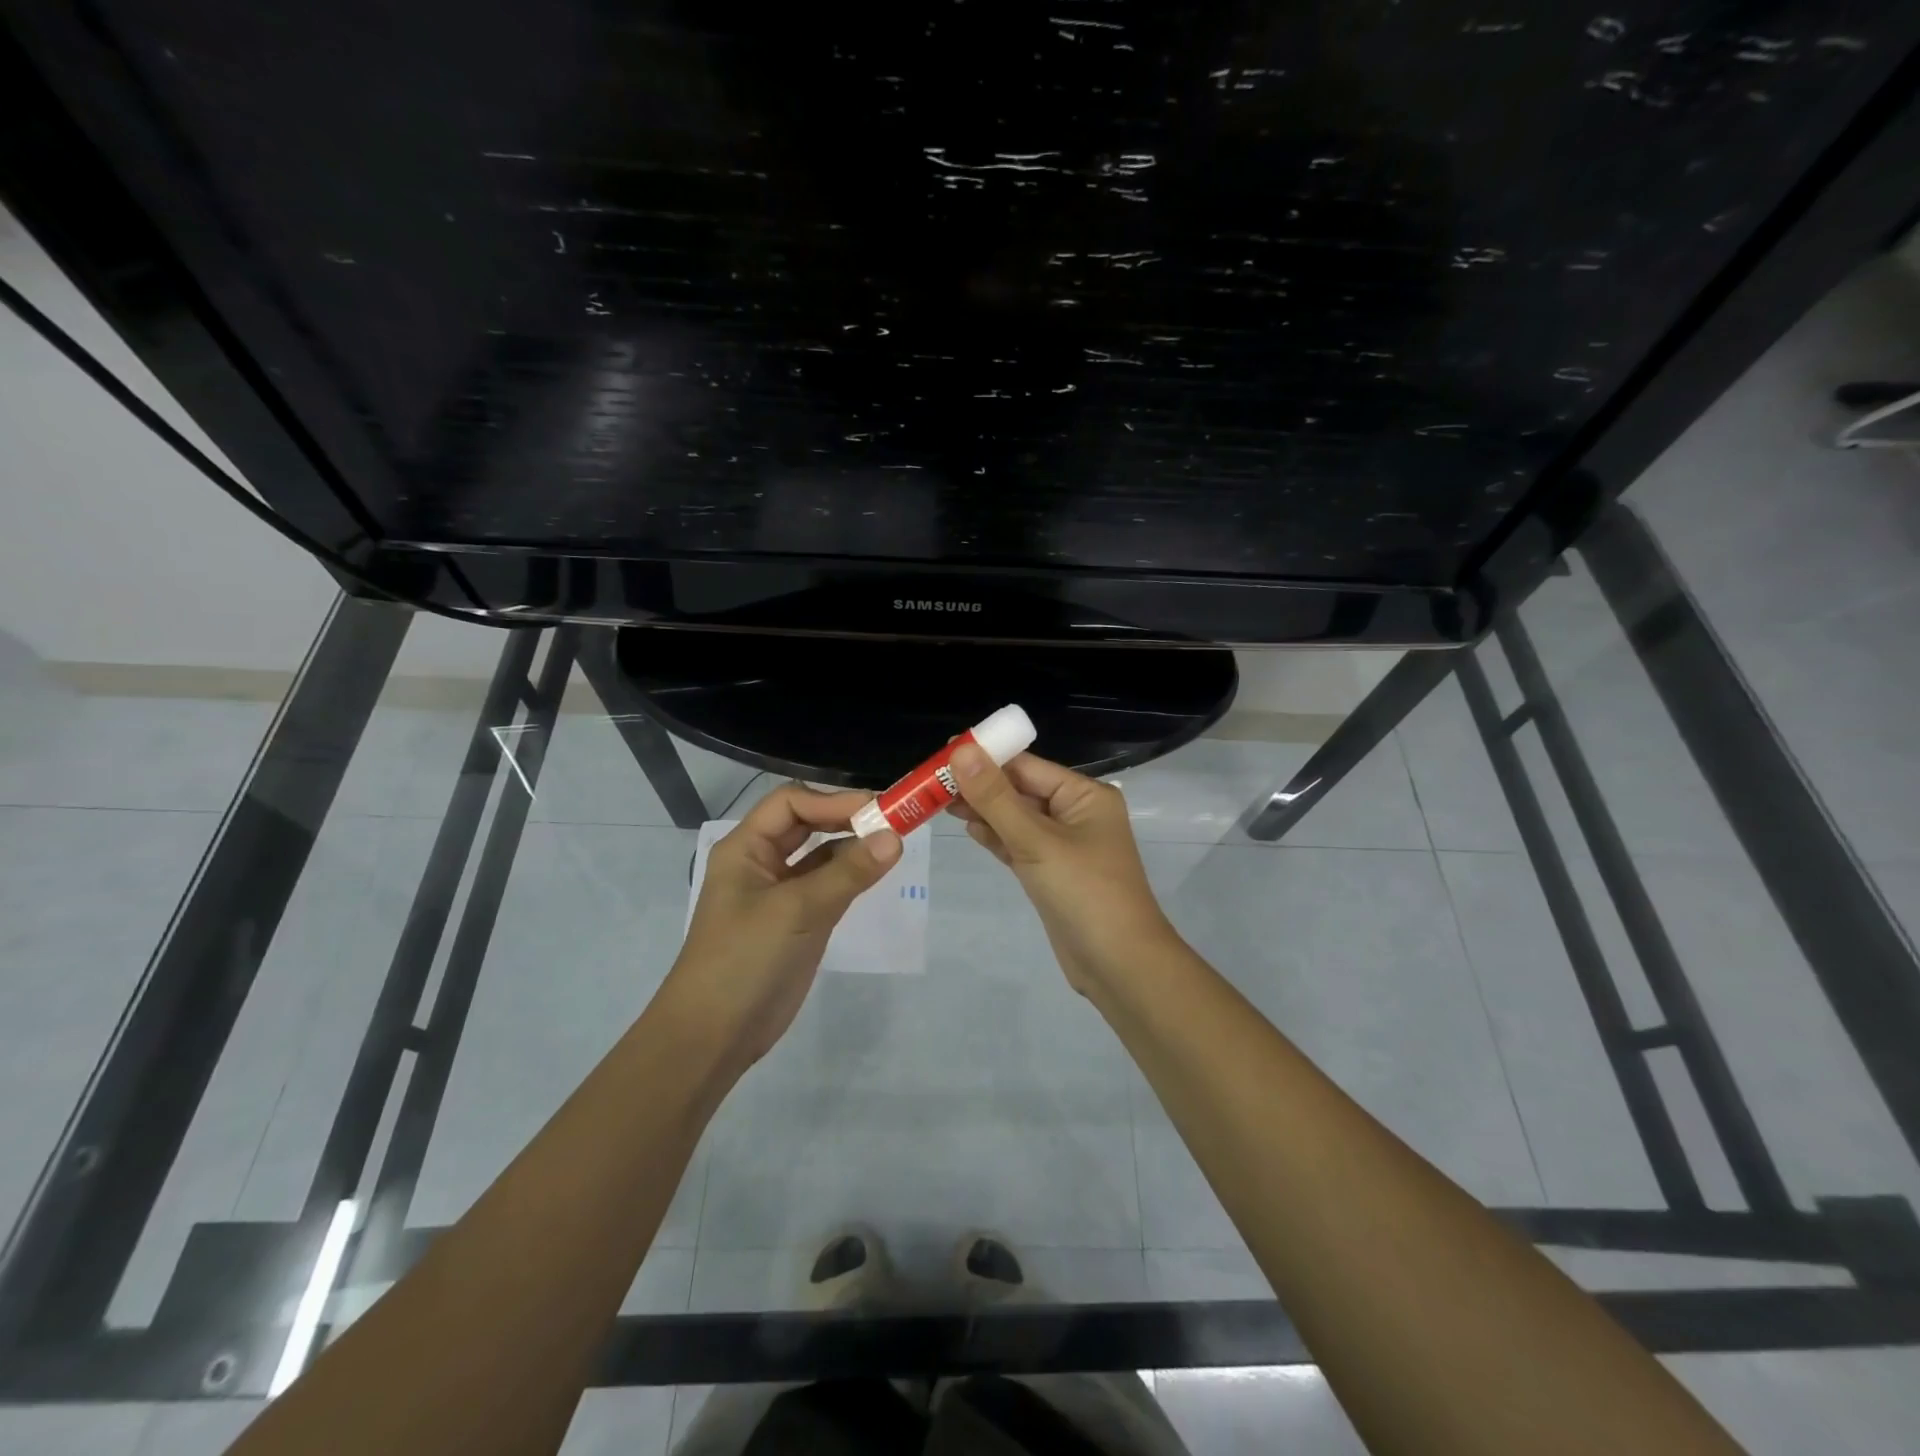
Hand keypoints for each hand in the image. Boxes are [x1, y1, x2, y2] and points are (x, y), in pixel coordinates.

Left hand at [669, 784, 900, 1072]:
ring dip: (853, 847)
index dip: (834, 801)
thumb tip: (895, 838)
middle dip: (847, 818)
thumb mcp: (797, 911)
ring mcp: (780, 894)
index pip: (792, 803)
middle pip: (807, 824)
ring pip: (821, 855)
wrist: (714, 1036)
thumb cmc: (745, 960)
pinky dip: (852, 876)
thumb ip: (847, 873)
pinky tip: (877, 873)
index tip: (879, 811)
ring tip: (894, 844)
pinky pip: (828, 886)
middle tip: (894, 821)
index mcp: (746, 848)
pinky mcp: (797, 922)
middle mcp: (761, 862)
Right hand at [947, 746, 1179, 994]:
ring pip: (1016, 819)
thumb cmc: (1084, 893)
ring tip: (939, 801)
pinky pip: (1019, 845)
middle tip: (932, 780)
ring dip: (983, 810)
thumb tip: (961, 750)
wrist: (1119, 966)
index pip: (1027, 765)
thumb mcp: (1036, 841)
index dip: (986, 757)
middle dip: (980, 785)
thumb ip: (996, 798)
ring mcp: (1064, 846)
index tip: (943, 751)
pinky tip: (968, 827)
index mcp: (1084, 795)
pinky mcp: (1052, 874)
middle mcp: (1076, 814)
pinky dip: (995, 837)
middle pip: (1020, 790)